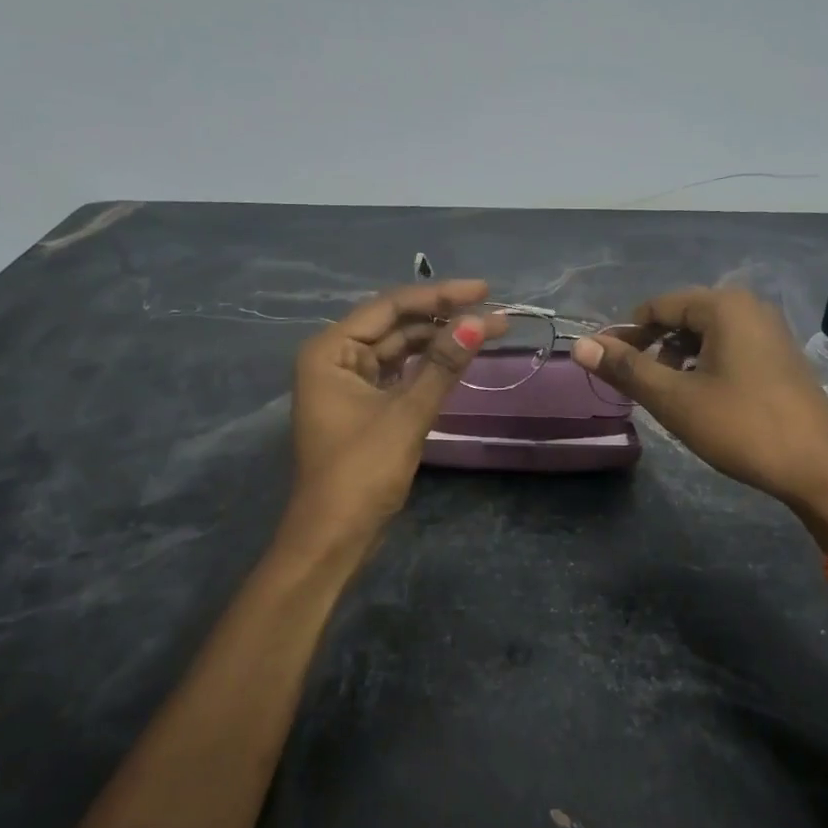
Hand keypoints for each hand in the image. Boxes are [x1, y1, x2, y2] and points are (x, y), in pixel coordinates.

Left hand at [286, 280, 507, 541]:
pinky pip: (400, 373)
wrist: (334, 537)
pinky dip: (428, 366)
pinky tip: (458, 359)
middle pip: (396, 325)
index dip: (440, 295)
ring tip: (486, 332)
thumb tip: (479, 322)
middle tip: (496, 315)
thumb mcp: (407, 414)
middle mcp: (336, 358)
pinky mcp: (364, 406)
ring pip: (400, 349)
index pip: (391, 307)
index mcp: (331, 350)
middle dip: (445, 319)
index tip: (485, 291)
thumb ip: (443, 365)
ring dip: (440, 341)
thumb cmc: (361, 472)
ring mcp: (349, 383)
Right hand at [571, 287, 827, 512]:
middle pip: (682, 317)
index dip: (626, 334)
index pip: (658, 306)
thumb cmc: (742, 427)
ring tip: (666, 395)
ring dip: (678, 359)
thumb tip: (580, 345)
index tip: (607, 366)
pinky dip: (704, 366)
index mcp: (724, 306)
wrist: (821, 468)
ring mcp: (770, 331)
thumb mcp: (675, 399)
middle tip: (635, 385)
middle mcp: (749, 307)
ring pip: (706, 335)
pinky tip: (700, 399)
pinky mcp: (780, 356)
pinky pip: (729, 348)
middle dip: (653, 347)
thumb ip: (626, 369)